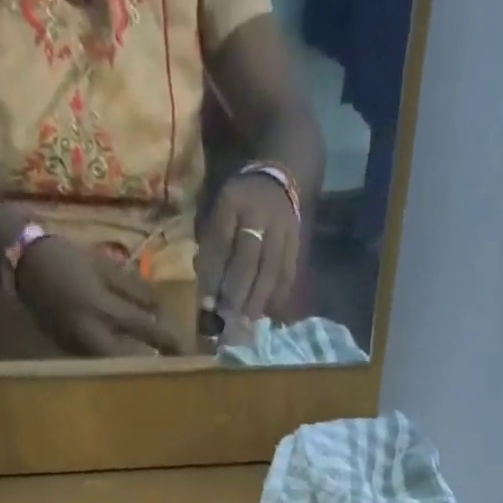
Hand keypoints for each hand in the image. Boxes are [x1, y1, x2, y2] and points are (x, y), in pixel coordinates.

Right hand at [15, 237, 183, 356]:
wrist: (18, 261)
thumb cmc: (65, 257)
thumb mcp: (104, 266)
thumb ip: (134, 290)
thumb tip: (162, 310)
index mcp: (103, 307)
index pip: (146, 329)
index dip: (170, 341)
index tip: (190, 353)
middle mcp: (92, 334)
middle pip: (132, 361)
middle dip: (154, 365)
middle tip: (174, 368)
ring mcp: (78, 347)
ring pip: (115, 367)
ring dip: (136, 369)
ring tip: (158, 370)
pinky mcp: (68, 354)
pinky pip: (99, 364)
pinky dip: (116, 365)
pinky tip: (129, 364)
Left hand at [197, 172, 300, 327]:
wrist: (276, 181)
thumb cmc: (238, 204)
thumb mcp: (217, 212)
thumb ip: (210, 247)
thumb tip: (207, 291)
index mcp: (232, 201)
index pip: (220, 243)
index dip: (213, 276)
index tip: (207, 303)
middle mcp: (258, 213)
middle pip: (247, 260)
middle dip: (236, 292)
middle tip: (228, 318)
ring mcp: (281, 228)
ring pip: (270, 270)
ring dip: (258, 299)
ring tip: (247, 321)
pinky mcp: (296, 242)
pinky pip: (288, 273)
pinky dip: (278, 295)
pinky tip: (269, 312)